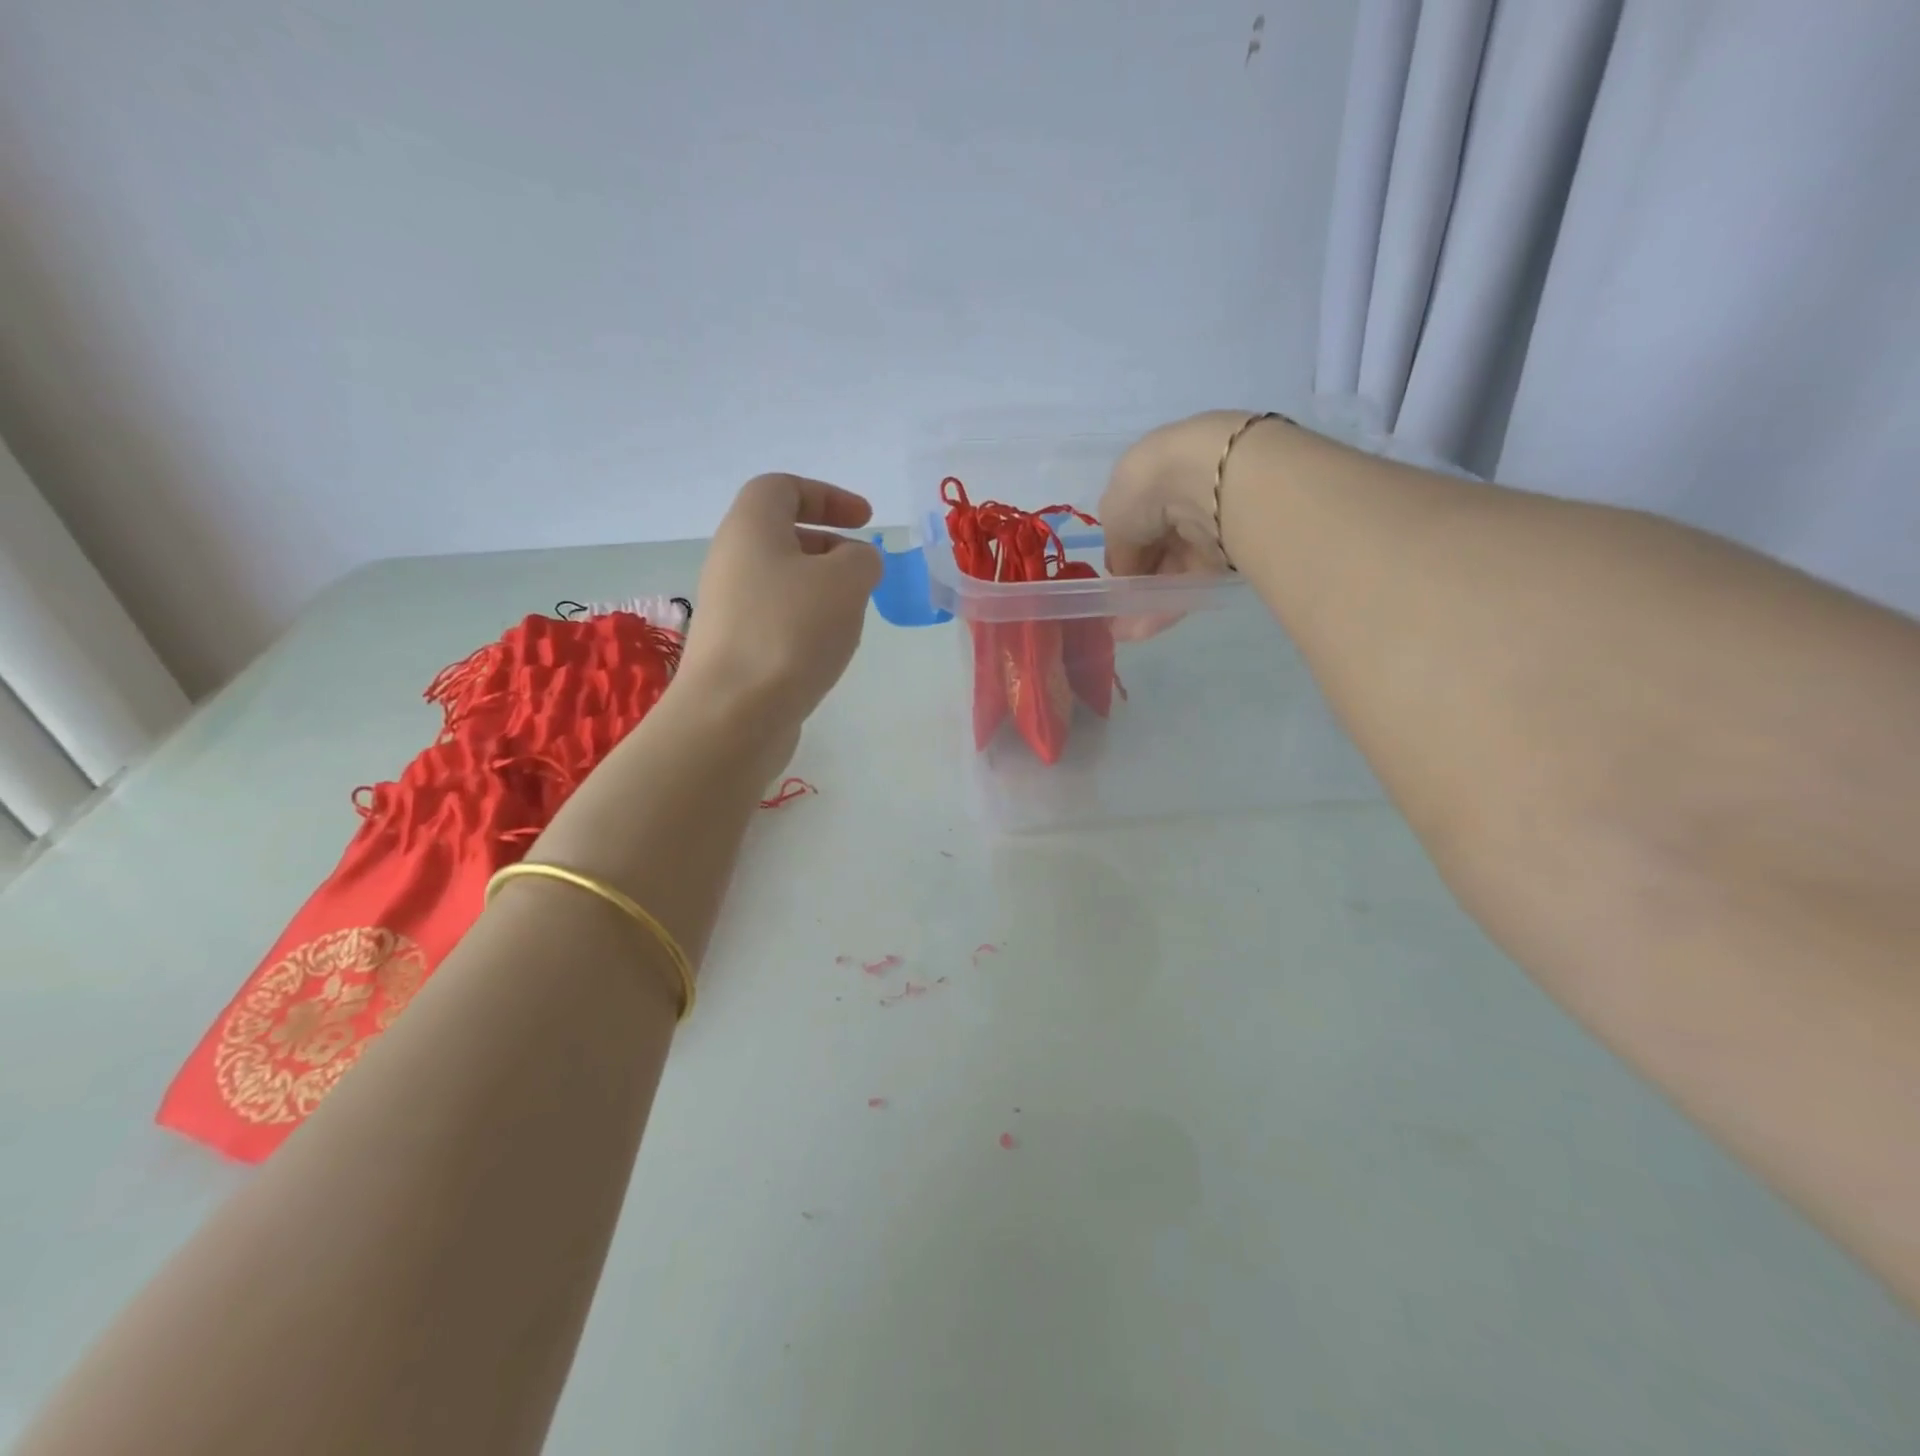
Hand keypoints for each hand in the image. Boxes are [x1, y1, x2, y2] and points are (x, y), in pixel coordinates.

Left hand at [674, 473, 883, 735]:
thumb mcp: (847, 580)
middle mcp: (731, 561)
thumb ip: (862, 558)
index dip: (828, 496)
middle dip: (829, 546)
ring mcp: (729, 609)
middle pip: (781, 536)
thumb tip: (856, 564)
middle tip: (863, 571)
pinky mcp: (734, 650)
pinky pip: (777, 620)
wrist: (733, 714)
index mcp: (750, 528)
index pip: (783, 488)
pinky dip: (807, 624)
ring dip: (822, 590)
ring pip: (782, 582)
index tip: (866, 521)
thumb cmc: (790, 631)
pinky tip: (827, 652)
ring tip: (851, 616)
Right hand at [1099, 411, 1254, 636]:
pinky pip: (1192, 583)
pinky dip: (1169, 605)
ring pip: (1172, 570)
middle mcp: (1178, 496)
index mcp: (1148, 475)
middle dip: (1135, 582)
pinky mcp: (1227, 552)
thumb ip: (1118, 551)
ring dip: (1148, 601)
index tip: (1110, 579)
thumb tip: (1126, 576)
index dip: (1120, 551)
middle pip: (1154, 548)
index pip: (1132, 520)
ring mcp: (1204, 524)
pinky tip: (1146, 628)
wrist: (1211, 481)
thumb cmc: (1147, 489)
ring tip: (1127, 631)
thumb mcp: (1113, 519)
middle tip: (1118, 613)